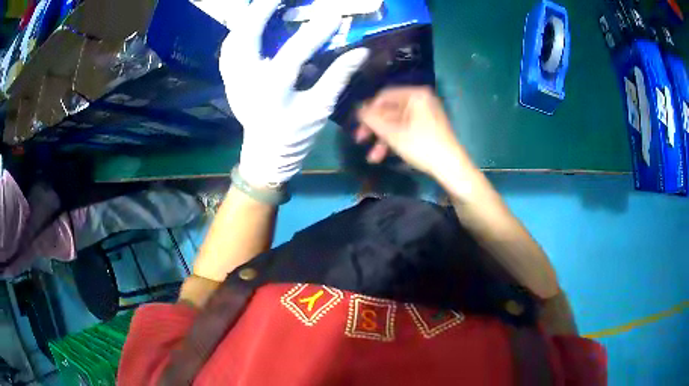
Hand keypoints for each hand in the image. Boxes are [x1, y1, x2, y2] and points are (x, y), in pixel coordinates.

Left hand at [220, 0, 368, 184]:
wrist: (265, 154)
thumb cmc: (295, 134)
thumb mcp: (320, 108)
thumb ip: (338, 77)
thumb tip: (361, 52)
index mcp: (274, 90)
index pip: (294, 52)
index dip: (315, 31)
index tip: (332, 14)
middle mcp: (247, 81)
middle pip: (246, 37)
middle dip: (260, 11)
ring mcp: (233, 80)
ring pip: (232, 41)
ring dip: (247, 20)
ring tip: (263, 5)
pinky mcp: (229, 80)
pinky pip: (228, 50)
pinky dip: (238, 32)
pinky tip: (250, 24)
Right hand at [355, 87, 465, 177]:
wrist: (451, 167)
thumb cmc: (421, 146)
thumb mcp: (393, 133)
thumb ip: (372, 119)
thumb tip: (358, 109)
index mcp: (415, 95)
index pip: (383, 96)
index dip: (368, 110)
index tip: (357, 125)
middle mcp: (421, 100)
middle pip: (389, 110)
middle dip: (374, 128)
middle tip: (359, 140)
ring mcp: (425, 114)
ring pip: (396, 123)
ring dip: (382, 139)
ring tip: (372, 158)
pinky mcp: (428, 127)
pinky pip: (406, 129)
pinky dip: (394, 140)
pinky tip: (384, 156)